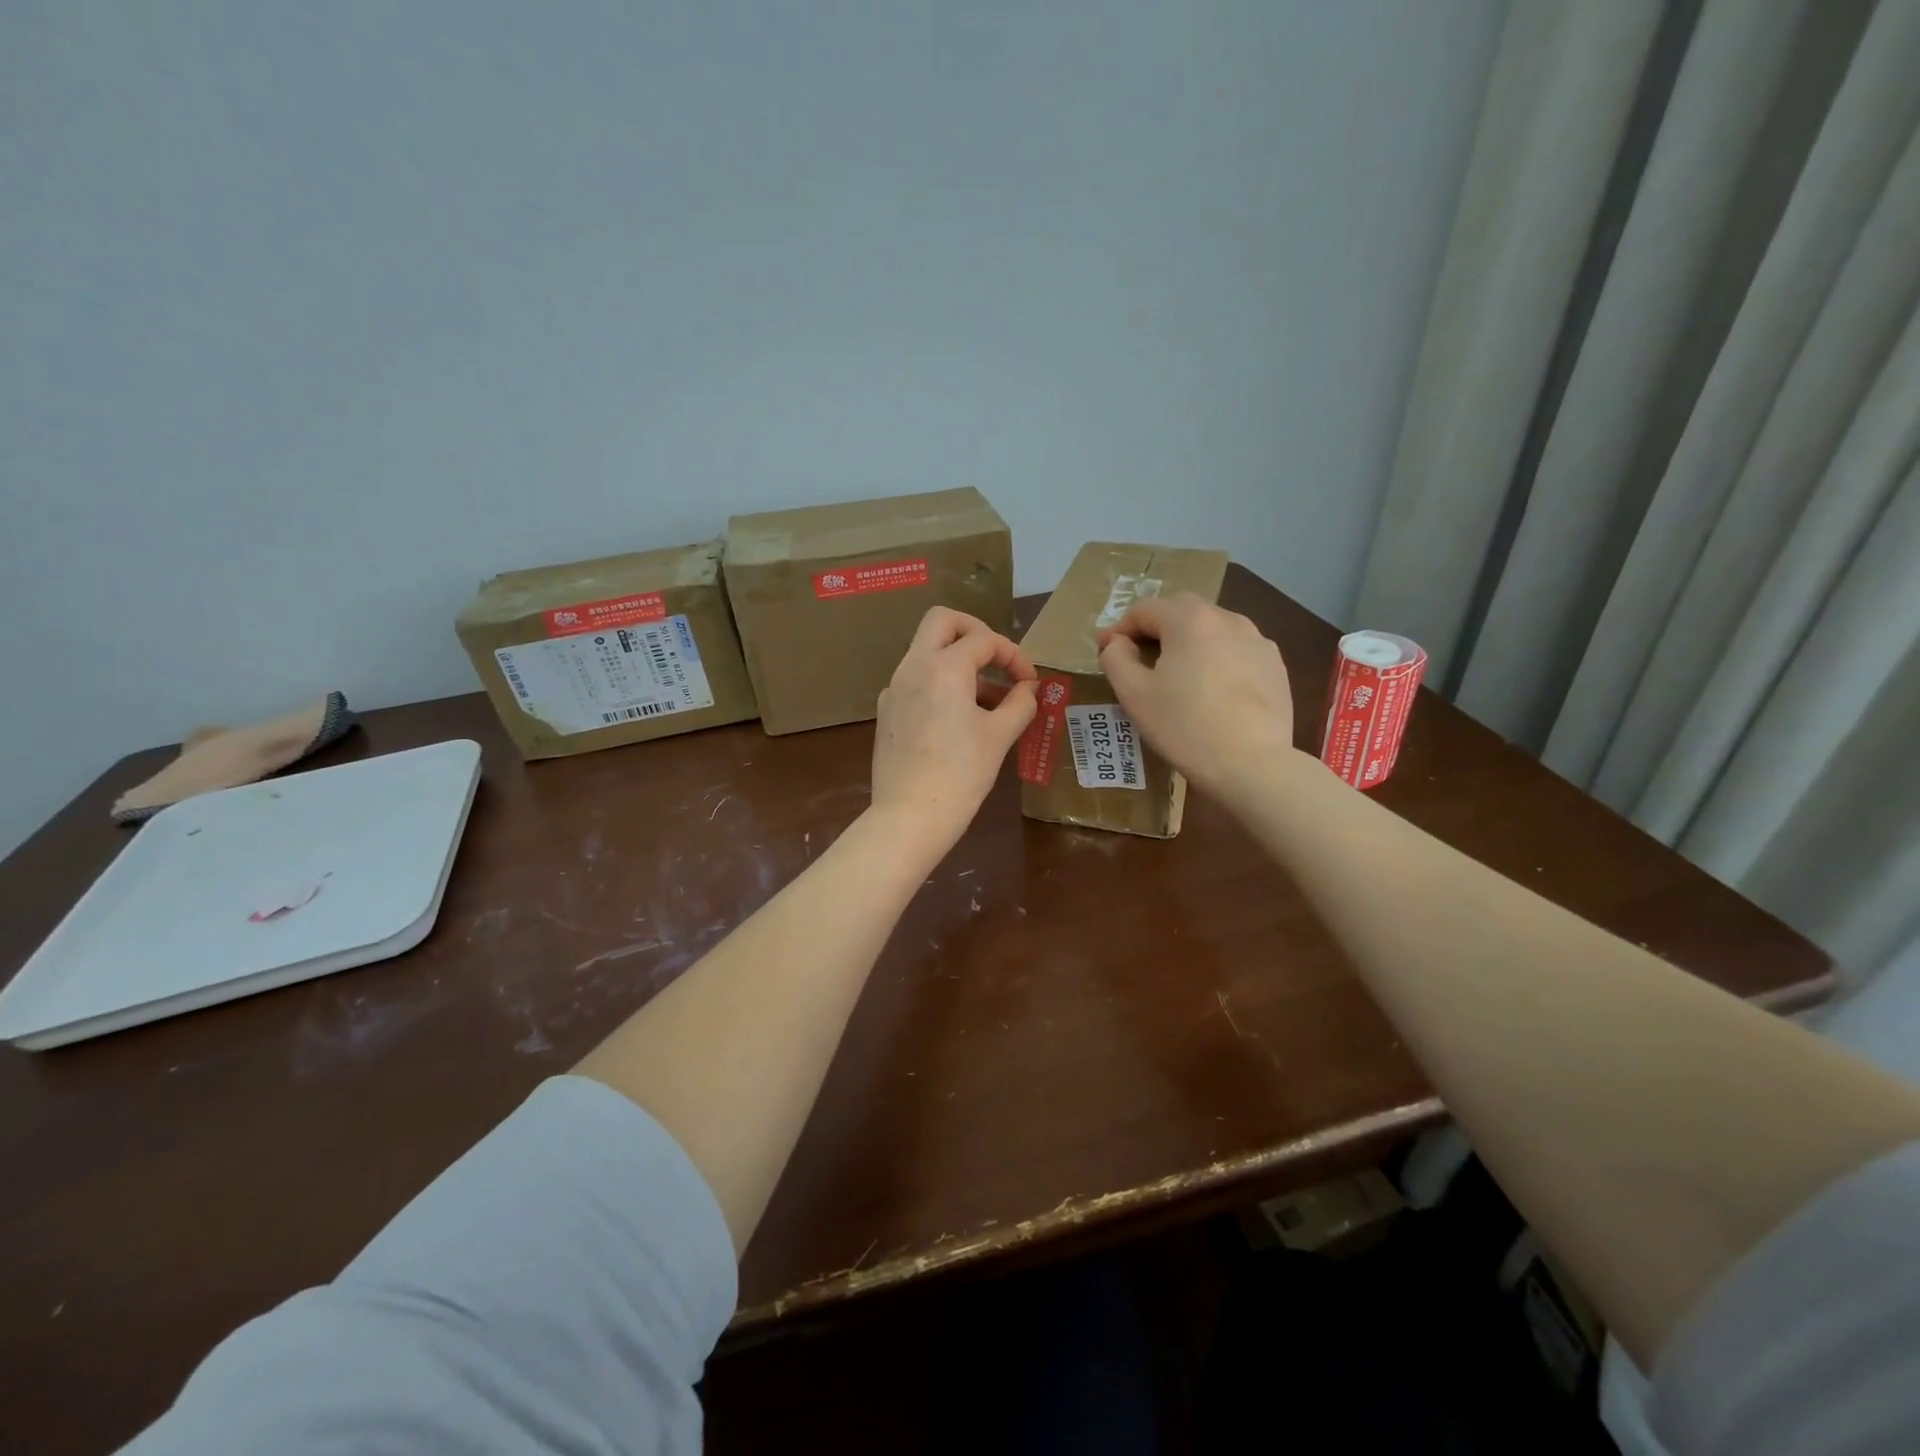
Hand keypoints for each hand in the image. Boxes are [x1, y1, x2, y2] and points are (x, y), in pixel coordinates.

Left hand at [870, 607, 1037, 853]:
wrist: (909, 816)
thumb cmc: (961, 774)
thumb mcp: (999, 737)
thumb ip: (1019, 704)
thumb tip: (1028, 689)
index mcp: (942, 668)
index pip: (984, 640)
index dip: (1014, 655)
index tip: (1030, 682)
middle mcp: (912, 667)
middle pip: (942, 622)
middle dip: (975, 632)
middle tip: (997, 659)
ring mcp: (895, 689)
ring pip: (927, 651)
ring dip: (959, 661)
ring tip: (990, 701)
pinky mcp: (888, 712)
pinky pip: (916, 681)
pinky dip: (941, 684)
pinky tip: (960, 719)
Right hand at [1097, 593, 1293, 795]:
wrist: (1251, 764)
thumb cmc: (1184, 726)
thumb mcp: (1134, 694)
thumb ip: (1116, 658)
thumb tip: (1117, 642)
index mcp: (1189, 620)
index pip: (1144, 609)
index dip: (1120, 628)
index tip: (1107, 652)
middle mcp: (1227, 619)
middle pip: (1181, 610)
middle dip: (1156, 627)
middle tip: (1139, 657)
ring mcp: (1257, 641)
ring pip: (1213, 628)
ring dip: (1189, 641)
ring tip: (1178, 672)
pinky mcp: (1275, 666)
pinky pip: (1237, 650)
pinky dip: (1217, 658)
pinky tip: (1212, 688)